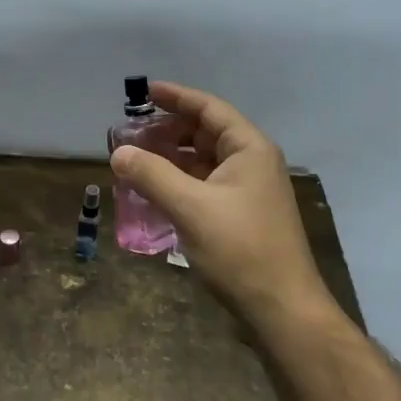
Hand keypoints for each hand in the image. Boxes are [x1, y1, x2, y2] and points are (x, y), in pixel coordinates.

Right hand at [109, 82, 339, 330]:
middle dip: (169, 129)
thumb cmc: (240, 249)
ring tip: (137, 160)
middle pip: (207, 133)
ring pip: (204, 161)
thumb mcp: (190, 207)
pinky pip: (205, 186)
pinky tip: (155, 192)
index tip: (144, 92)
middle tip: (133, 133)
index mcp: (249, 149)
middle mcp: (252, 163)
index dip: (177, 97)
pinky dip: (179, 182)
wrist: (281, 308)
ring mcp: (248, 191)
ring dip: (172, 157)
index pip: (210, 109)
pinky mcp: (241, 216)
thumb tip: (119, 153)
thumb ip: (152, 175)